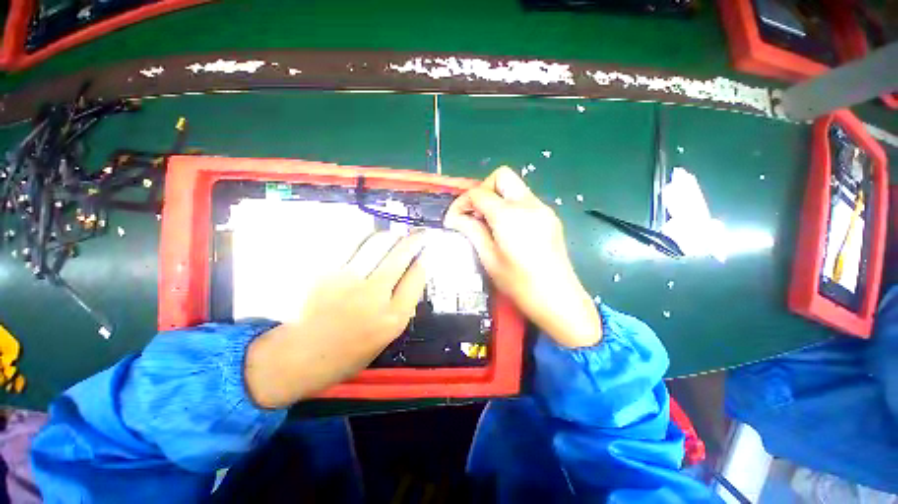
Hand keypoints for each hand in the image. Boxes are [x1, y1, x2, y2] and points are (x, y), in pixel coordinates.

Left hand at [244, 232, 426, 408]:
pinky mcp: (327, 271)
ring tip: (397, 235)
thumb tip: (413, 273)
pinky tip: (373, 238)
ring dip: (392, 236)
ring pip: (378, 244)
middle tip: (419, 234)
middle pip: (400, 256)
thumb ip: (402, 305)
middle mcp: (374, 296)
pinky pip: (353, 245)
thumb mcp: (387, 337)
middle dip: (414, 240)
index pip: (416, 278)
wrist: (301, 356)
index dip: (424, 260)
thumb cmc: (349, 352)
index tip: (427, 251)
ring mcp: (348, 281)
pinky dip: (367, 238)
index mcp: (392, 318)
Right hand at [445, 166, 601, 347]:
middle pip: (501, 176)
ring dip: (497, 198)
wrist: (559, 300)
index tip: (454, 219)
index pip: (479, 193)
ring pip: (515, 187)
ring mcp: (543, 209)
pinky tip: (507, 229)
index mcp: (509, 216)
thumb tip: (455, 218)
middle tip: (475, 213)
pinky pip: (525, 200)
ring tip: (489, 223)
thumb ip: (472, 231)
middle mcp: (528, 204)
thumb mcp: (489, 259)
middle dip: (483, 190)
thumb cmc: (520, 284)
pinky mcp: (550, 217)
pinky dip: (510, 206)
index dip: (461, 203)